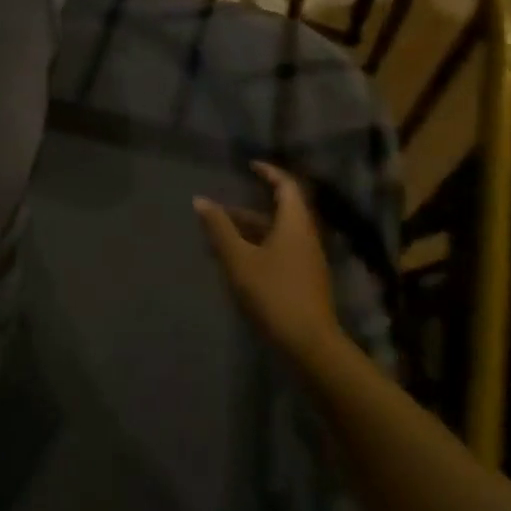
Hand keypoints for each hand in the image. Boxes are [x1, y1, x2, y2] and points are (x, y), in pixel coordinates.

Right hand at [195, 162, 343, 366]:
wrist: (310, 345)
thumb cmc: (273, 293)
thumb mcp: (239, 259)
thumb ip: (219, 228)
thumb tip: (200, 200)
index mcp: (295, 224)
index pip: (286, 186)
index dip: (269, 172)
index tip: (250, 165)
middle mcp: (306, 237)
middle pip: (279, 212)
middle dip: (248, 209)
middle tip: (220, 212)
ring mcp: (308, 261)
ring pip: (277, 235)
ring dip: (250, 232)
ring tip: (219, 240)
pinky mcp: (305, 281)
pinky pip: (280, 252)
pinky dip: (258, 249)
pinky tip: (237, 265)